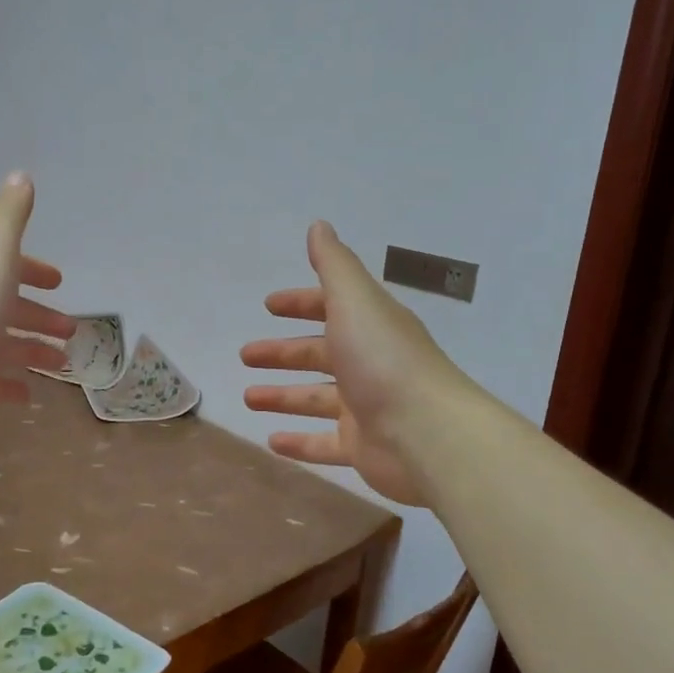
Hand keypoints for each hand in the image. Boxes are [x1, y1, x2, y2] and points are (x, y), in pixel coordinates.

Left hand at [0, 172, 74, 414]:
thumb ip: (11, 214)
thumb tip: (22, 176)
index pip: (8, 265)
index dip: (33, 270)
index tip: (58, 282)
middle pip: (8, 308)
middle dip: (39, 316)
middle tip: (70, 331)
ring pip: (1, 346)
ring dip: (32, 352)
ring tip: (62, 365)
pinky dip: (7, 387)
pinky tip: (28, 396)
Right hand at [241, 222, 464, 506]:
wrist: (427, 433)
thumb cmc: (384, 360)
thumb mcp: (355, 301)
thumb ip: (334, 264)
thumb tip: (319, 225)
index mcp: (369, 326)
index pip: (330, 308)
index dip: (300, 304)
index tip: (269, 306)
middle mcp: (368, 363)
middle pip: (318, 354)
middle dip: (282, 353)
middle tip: (246, 355)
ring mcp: (366, 407)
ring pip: (316, 399)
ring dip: (282, 396)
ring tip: (249, 398)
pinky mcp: (362, 447)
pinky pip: (323, 443)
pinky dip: (299, 442)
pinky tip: (271, 442)